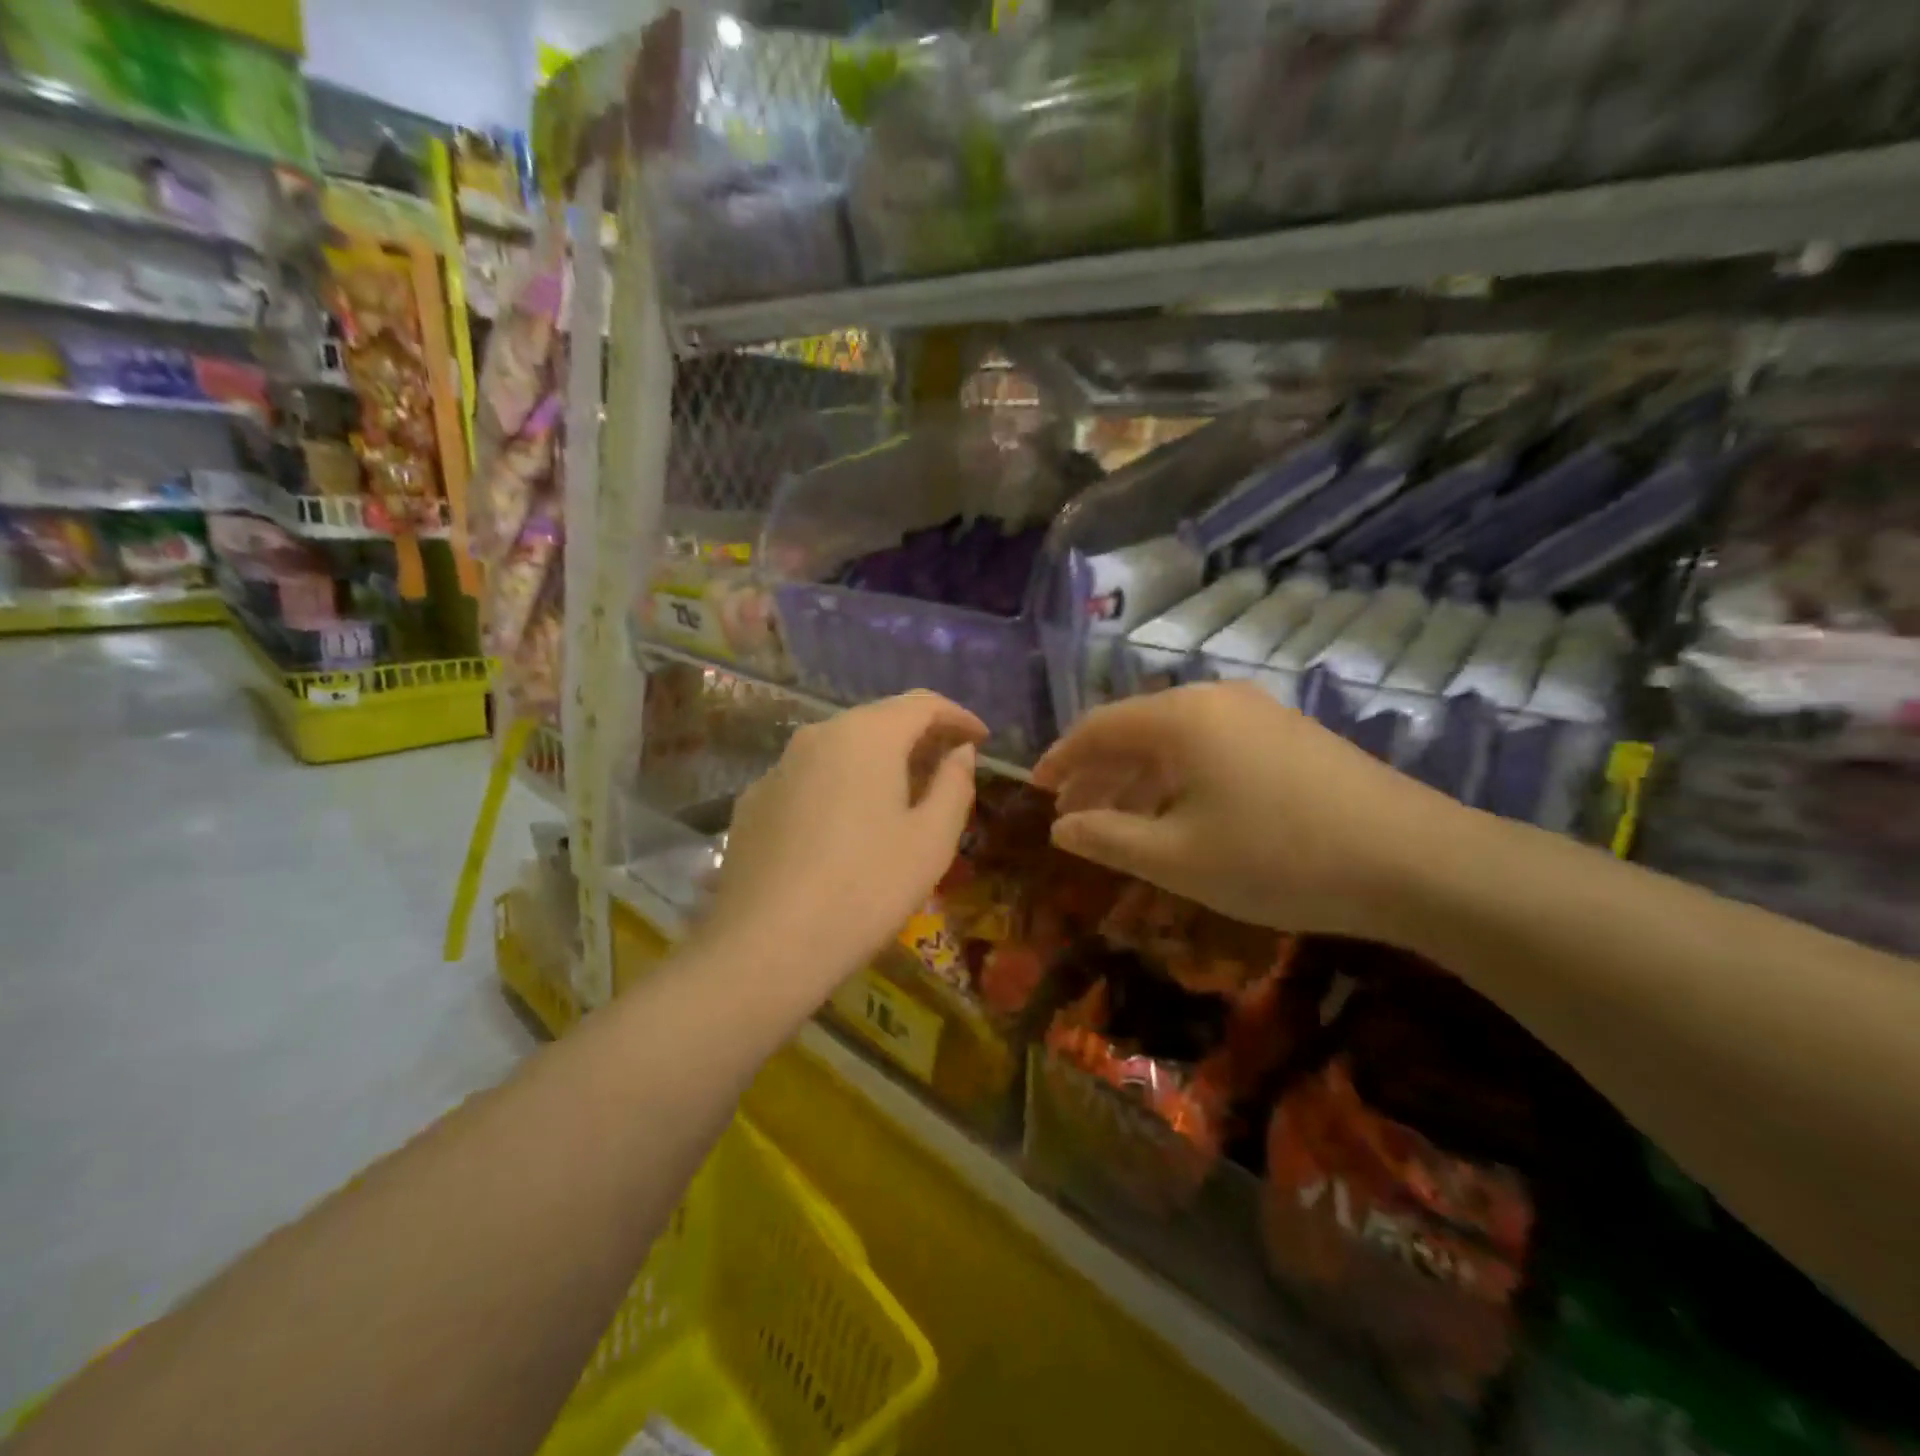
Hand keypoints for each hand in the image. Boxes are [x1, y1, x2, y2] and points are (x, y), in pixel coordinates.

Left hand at [707, 692, 985, 996]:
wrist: (765, 946)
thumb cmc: (866, 888)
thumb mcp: (931, 840)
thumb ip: (954, 785)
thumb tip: (959, 752)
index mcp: (867, 735)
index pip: (922, 704)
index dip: (958, 716)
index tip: (982, 739)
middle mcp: (818, 735)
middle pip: (879, 720)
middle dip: (919, 737)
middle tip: (949, 766)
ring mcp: (779, 767)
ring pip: (841, 748)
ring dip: (879, 761)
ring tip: (903, 795)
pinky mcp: (754, 801)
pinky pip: (810, 778)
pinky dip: (841, 785)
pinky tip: (848, 825)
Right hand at [1032, 682, 1463, 939]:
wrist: (1413, 860)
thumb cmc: (1276, 858)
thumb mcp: (1176, 858)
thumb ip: (1107, 838)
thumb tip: (1060, 826)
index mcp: (1178, 718)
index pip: (1097, 727)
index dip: (1060, 759)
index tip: (1035, 790)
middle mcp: (1214, 700)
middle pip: (1134, 729)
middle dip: (1097, 772)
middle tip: (1072, 813)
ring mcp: (1257, 713)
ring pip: (1174, 740)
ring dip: (1137, 778)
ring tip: (1118, 822)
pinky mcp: (1289, 735)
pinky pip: (1211, 748)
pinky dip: (1179, 779)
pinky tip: (1179, 815)